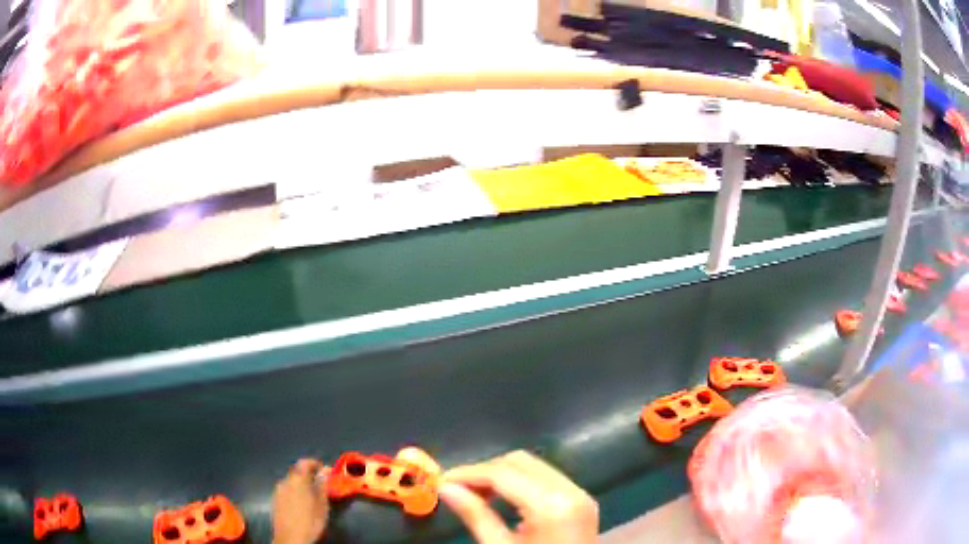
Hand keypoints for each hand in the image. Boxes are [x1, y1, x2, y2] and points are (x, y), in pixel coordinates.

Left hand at [272, 459, 330, 543]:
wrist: (290, 538)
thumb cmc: (310, 520)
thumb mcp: (322, 504)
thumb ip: (322, 485)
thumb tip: (325, 471)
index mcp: (297, 479)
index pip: (305, 462)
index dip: (315, 464)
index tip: (324, 470)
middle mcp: (285, 480)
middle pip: (297, 471)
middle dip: (308, 475)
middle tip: (320, 485)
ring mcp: (278, 490)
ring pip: (291, 481)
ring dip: (301, 484)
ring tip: (312, 496)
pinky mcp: (275, 500)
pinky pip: (286, 490)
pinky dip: (294, 492)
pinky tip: (301, 504)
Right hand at [440, 450, 598, 543]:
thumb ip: (475, 516)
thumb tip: (446, 488)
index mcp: (551, 505)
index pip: (502, 473)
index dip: (468, 473)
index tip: (441, 480)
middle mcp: (570, 490)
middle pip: (520, 462)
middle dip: (485, 471)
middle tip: (458, 488)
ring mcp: (580, 494)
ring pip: (534, 467)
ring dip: (503, 475)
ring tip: (476, 494)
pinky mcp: (582, 501)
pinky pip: (547, 479)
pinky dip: (522, 482)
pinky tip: (503, 499)